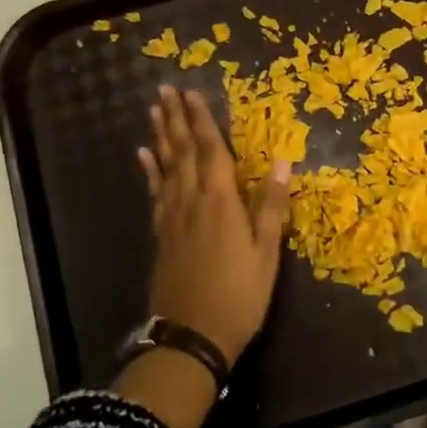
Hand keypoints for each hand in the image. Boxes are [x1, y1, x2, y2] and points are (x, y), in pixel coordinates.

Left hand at [137, 85, 291, 364]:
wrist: (192, 337)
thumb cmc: (239, 295)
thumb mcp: (266, 253)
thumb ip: (271, 206)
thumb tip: (282, 162)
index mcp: (221, 201)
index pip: (211, 150)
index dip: (202, 120)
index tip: (191, 92)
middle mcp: (192, 201)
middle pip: (182, 152)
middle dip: (176, 119)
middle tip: (165, 90)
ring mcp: (173, 217)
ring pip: (165, 167)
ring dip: (161, 137)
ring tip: (155, 112)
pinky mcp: (162, 234)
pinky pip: (155, 193)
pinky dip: (150, 171)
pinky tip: (144, 157)